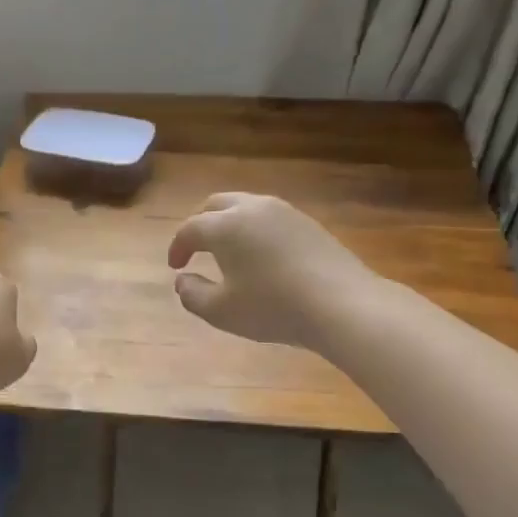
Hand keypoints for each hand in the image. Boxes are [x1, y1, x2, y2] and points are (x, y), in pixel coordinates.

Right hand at [167, 193, 372, 350]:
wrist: (341, 304)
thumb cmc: (273, 308)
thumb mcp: (221, 311)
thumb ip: (193, 295)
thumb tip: (182, 280)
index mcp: (225, 226)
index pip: (190, 229)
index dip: (178, 247)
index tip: (176, 267)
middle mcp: (253, 208)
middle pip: (216, 205)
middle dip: (200, 224)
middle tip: (196, 249)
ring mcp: (285, 212)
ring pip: (246, 206)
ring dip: (229, 224)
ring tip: (227, 251)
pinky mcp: (308, 223)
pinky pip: (270, 218)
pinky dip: (254, 230)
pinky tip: (260, 255)